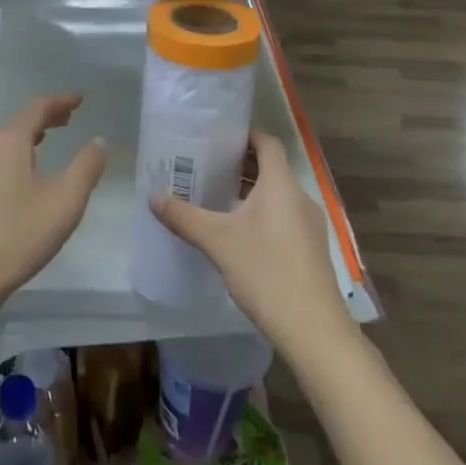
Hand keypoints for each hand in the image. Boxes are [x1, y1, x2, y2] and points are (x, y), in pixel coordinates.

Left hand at [0, 94, 107, 308]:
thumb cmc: (18, 235)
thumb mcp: (65, 202)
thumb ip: (86, 168)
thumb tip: (99, 142)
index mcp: (10, 142)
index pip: (37, 108)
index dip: (61, 101)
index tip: (79, 99)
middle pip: (19, 122)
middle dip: (45, 117)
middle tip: (68, 118)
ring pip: (4, 142)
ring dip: (28, 137)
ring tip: (46, 141)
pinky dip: (14, 155)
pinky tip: (21, 175)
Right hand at [151, 130, 356, 356]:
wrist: (313, 329)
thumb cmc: (265, 273)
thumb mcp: (217, 242)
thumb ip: (184, 217)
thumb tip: (152, 196)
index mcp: (281, 185)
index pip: (267, 142)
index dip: (244, 135)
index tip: (216, 137)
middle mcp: (299, 197)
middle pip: (271, 167)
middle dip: (240, 165)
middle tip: (206, 167)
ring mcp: (309, 224)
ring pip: (277, 194)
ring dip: (250, 191)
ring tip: (216, 198)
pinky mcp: (310, 248)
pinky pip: (284, 216)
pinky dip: (261, 213)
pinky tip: (238, 233)